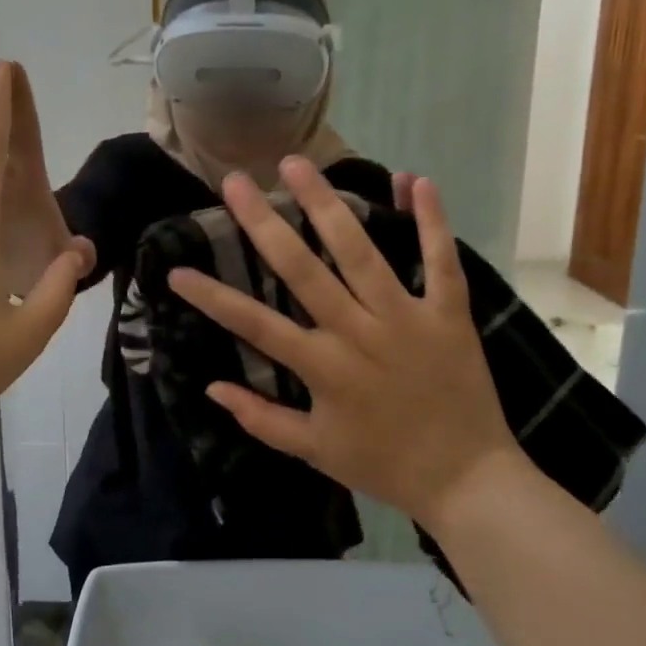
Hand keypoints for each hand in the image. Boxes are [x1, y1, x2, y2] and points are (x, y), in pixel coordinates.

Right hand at [166, 157, 535, 528]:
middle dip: (264, 223)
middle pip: (303, 269)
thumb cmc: (384, 465)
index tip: (177, 271)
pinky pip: (441, 261)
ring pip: (361, 252)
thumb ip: (261, 418)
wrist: (468, 481)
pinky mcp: (449, 314)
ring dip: (328, 205)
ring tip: (297, 164)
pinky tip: (413, 178)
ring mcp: (407, 318)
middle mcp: (359, 332)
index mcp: (323, 367)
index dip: (212, 297)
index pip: (254, 324)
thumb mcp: (314, 451)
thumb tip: (211, 387)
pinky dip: (431, 220)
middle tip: (236, 181)